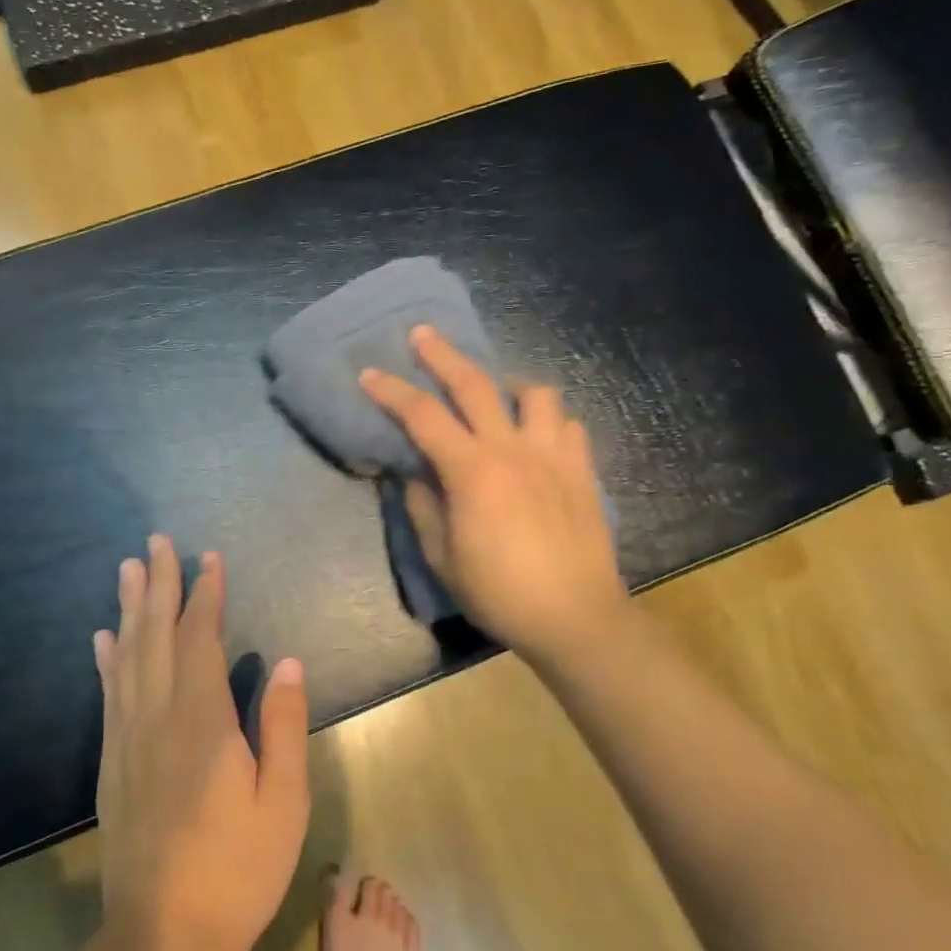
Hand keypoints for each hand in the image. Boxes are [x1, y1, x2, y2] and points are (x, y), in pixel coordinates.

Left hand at [94, 536, 310, 950]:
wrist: (163, 938)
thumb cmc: (238, 870)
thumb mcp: (283, 802)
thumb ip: (283, 726)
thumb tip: (286, 661)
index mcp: (203, 722)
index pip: (200, 640)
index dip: (205, 595)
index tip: (208, 558)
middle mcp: (158, 717)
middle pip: (156, 636)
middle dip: (158, 585)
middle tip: (156, 542)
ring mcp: (128, 740)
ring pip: (127, 657)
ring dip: (128, 610)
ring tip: (128, 570)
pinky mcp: (112, 764)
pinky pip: (109, 695)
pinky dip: (107, 660)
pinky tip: (103, 639)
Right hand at [360, 325, 627, 664]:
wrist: (574, 616)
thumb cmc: (499, 592)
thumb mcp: (442, 557)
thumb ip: (423, 508)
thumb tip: (414, 476)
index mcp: (472, 471)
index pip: (422, 416)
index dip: (391, 392)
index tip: (369, 375)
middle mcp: (512, 449)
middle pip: (475, 383)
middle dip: (443, 354)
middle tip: (422, 335)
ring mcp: (553, 455)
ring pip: (535, 393)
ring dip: (509, 386)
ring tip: (497, 399)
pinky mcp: (582, 470)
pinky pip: (569, 425)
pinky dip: (549, 422)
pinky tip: (538, 439)